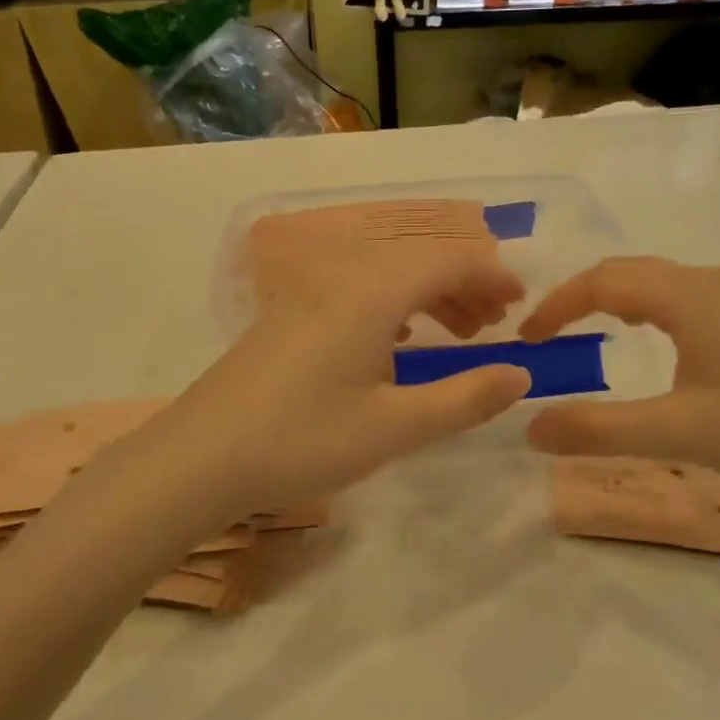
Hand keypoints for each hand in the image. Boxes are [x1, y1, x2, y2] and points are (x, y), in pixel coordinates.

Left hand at [153, 243, 531, 518]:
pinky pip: (356, 293)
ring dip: (429, 297)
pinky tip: (397, 341)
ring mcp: (308, 297)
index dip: (491, 276)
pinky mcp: (287, 319)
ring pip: (385, 277)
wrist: (198, 458)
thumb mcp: (395, 428)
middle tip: (493, 327)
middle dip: (464, 287)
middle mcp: (341, 280)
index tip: (521, 304)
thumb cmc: (302, 440)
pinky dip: (393, 307)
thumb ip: (464, 399)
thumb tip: (520, 374)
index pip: (447, 261)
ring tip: (457, 335)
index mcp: (372, 294)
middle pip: (417, 262)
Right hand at [518, 256, 719, 500]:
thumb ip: (597, 430)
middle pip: (630, 272)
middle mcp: (713, 281)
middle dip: (582, 297)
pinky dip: (650, 311)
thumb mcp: (675, 432)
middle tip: (550, 334)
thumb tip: (530, 427)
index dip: (557, 305)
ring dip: (617, 300)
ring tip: (591, 333)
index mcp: (688, 295)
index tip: (527, 338)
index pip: (602, 280)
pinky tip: (658, 345)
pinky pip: (687, 298)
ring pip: (661, 283)